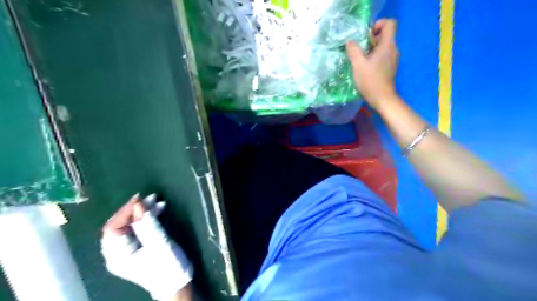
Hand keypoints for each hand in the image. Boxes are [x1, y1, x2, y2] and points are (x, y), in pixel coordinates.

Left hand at [100, 193, 193, 299]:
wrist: (177, 283)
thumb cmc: (167, 265)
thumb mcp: (159, 243)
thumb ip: (147, 223)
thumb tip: (139, 204)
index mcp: (118, 255)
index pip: (113, 228)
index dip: (125, 211)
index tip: (140, 198)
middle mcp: (117, 253)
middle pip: (120, 225)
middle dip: (135, 210)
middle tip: (151, 197)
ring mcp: (127, 251)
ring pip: (130, 226)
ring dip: (143, 213)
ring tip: (158, 202)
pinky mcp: (137, 248)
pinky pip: (138, 230)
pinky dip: (147, 219)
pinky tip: (158, 210)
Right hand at [348, 19, 397, 107]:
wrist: (382, 98)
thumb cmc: (370, 81)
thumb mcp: (358, 65)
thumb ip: (353, 50)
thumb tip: (350, 42)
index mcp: (387, 45)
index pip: (389, 24)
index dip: (378, 24)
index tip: (366, 35)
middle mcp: (393, 49)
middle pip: (385, 35)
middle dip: (371, 38)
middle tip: (359, 49)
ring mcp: (393, 59)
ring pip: (383, 46)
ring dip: (371, 49)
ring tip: (360, 58)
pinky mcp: (390, 67)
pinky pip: (383, 55)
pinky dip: (374, 57)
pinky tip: (365, 67)